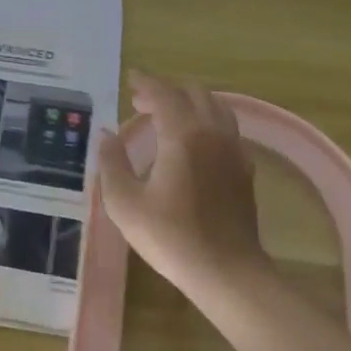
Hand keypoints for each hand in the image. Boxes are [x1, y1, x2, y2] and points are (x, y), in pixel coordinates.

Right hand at [96, 71, 269, 308]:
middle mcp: (212, 132)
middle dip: (166, 91)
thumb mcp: (125, 203)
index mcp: (182, 134)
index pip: (163, 93)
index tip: (130, 77)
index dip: (145, 82)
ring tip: (167, 117)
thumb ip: (112, 163)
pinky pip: (227, 128)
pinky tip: (194, 143)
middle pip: (193, 93)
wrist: (227, 272)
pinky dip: (207, 122)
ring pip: (215, 107)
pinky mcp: (244, 169)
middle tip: (141, 102)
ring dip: (189, 103)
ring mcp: (233, 149)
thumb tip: (106, 135)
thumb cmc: (171, 237)